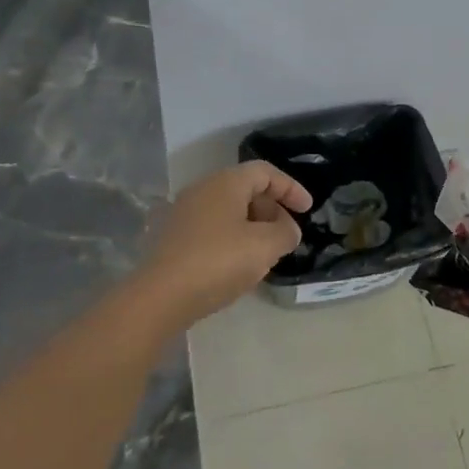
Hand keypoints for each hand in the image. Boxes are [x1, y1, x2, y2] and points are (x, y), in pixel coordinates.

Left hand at [138, 162, 311, 324]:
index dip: (290, 188)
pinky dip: (233, 238)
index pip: (265, 172)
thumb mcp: (265, 247)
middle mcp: (202, 189)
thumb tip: (287, 229)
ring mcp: (184, 213)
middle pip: (246, 189)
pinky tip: (238, 266)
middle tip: (286, 236)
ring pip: (229, 210)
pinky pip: (213, 228)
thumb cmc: (218, 262)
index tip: (307, 209)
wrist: (161, 296)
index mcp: (225, 182)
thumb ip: (285, 232)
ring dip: (253, 227)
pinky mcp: (174, 237)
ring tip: (266, 254)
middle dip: (272, 210)